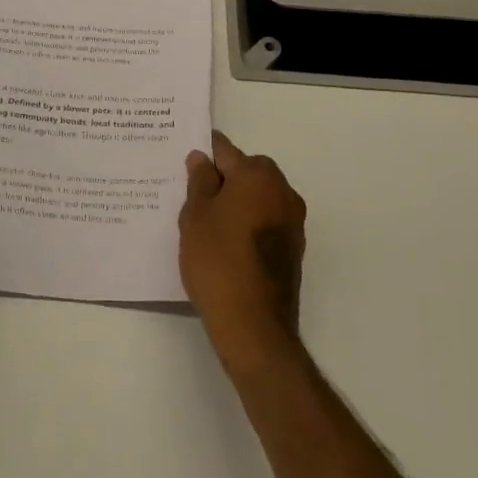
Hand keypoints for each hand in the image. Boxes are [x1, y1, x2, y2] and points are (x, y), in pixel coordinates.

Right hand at [179, 131, 307, 373]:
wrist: (254, 326)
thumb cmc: (218, 261)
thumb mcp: (196, 216)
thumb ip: (199, 181)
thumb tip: (202, 158)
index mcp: (258, 175)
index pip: (225, 151)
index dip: (203, 154)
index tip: (184, 163)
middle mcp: (282, 191)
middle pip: (246, 172)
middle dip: (221, 179)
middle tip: (191, 197)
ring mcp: (293, 222)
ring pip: (257, 198)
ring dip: (236, 203)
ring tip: (206, 224)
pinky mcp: (294, 249)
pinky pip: (266, 222)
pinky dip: (248, 224)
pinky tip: (225, 244)